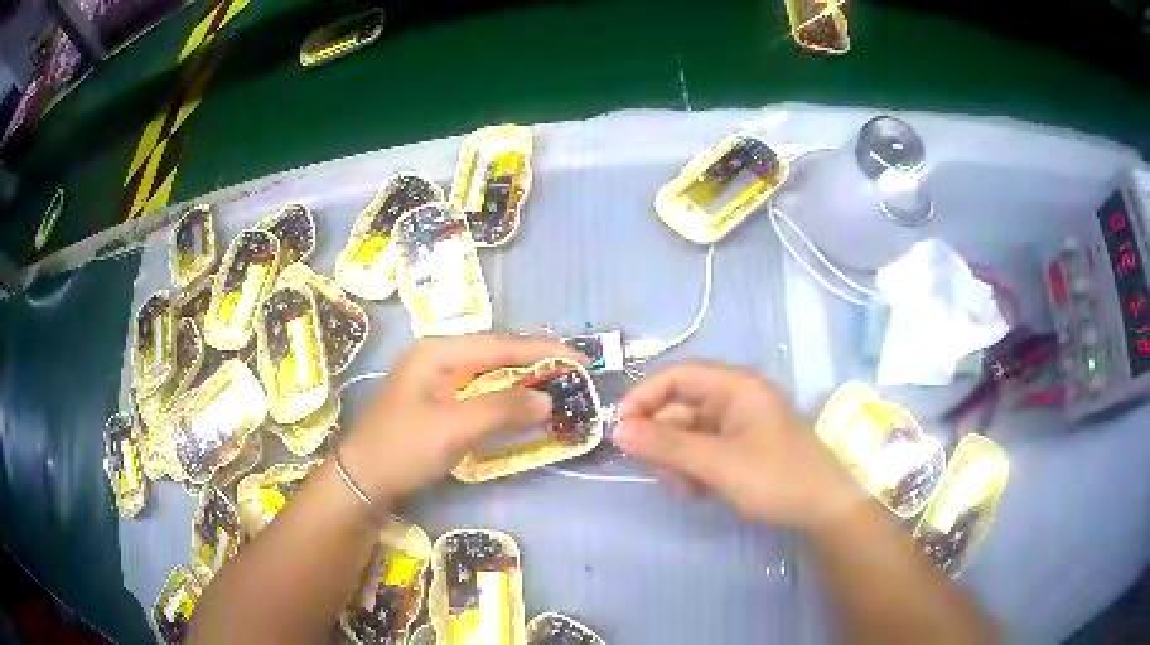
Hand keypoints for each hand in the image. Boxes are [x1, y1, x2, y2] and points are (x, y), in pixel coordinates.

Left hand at [339, 334, 586, 503]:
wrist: (362, 480)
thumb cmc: (403, 448)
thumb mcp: (454, 428)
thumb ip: (502, 410)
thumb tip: (548, 399)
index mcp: (439, 352)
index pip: (501, 345)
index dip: (544, 351)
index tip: (582, 361)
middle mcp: (439, 357)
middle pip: (497, 354)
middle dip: (536, 363)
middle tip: (575, 375)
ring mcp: (437, 380)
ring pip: (490, 373)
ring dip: (523, 381)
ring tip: (558, 387)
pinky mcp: (438, 402)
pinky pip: (481, 392)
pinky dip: (506, 398)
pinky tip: (523, 406)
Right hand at [614, 362, 861, 530]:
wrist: (824, 508)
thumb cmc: (776, 477)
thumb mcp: (718, 463)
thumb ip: (667, 446)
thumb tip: (619, 430)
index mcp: (735, 386)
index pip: (677, 376)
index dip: (644, 397)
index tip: (620, 428)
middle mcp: (735, 398)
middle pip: (679, 407)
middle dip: (663, 441)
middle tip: (659, 474)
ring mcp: (739, 424)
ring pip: (688, 433)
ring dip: (677, 460)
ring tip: (686, 489)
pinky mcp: (741, 446)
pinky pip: (703, 450)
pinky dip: (693, 469)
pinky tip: (698, 492)